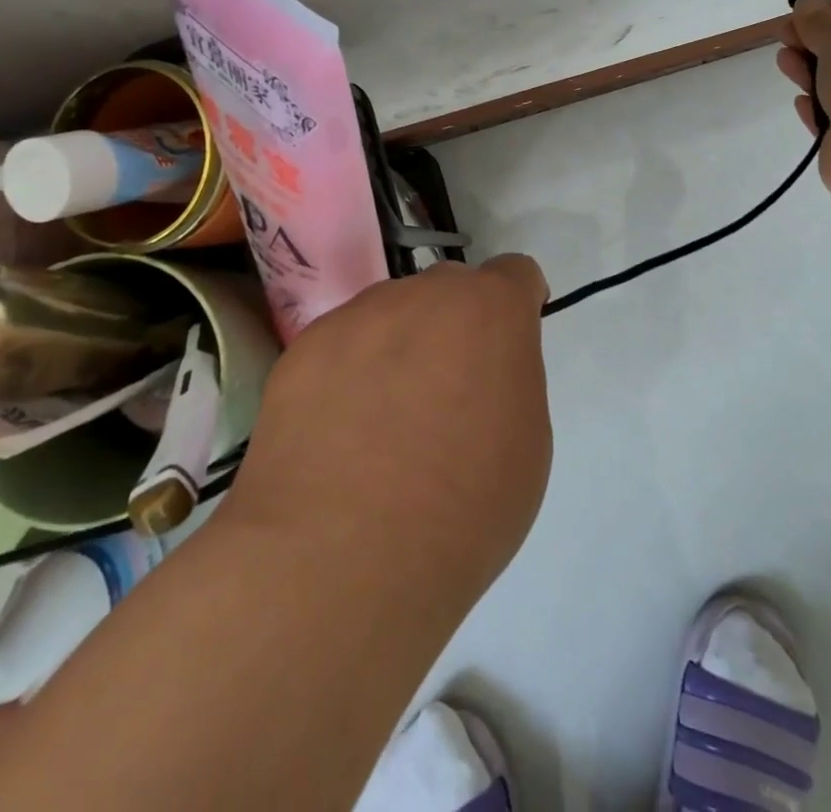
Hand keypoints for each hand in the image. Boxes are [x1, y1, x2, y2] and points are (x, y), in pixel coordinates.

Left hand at [226, 256, 552, 609]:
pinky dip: (346, 377)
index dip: (516, 306)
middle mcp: (425, 294)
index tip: (506, 348)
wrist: (341, 557)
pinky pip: (340, 348)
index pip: (515, 274)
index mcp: (491, 310)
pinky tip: (337, 438)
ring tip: (379, 427)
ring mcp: (358, 316)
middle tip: (443, 397)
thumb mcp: (526, 444)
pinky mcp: (304, 349)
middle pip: (449, 291)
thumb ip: (509, 381)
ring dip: (397, 350)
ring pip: (390, 316)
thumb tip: (478, 375)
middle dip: (454, 328)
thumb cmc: (463, 508)